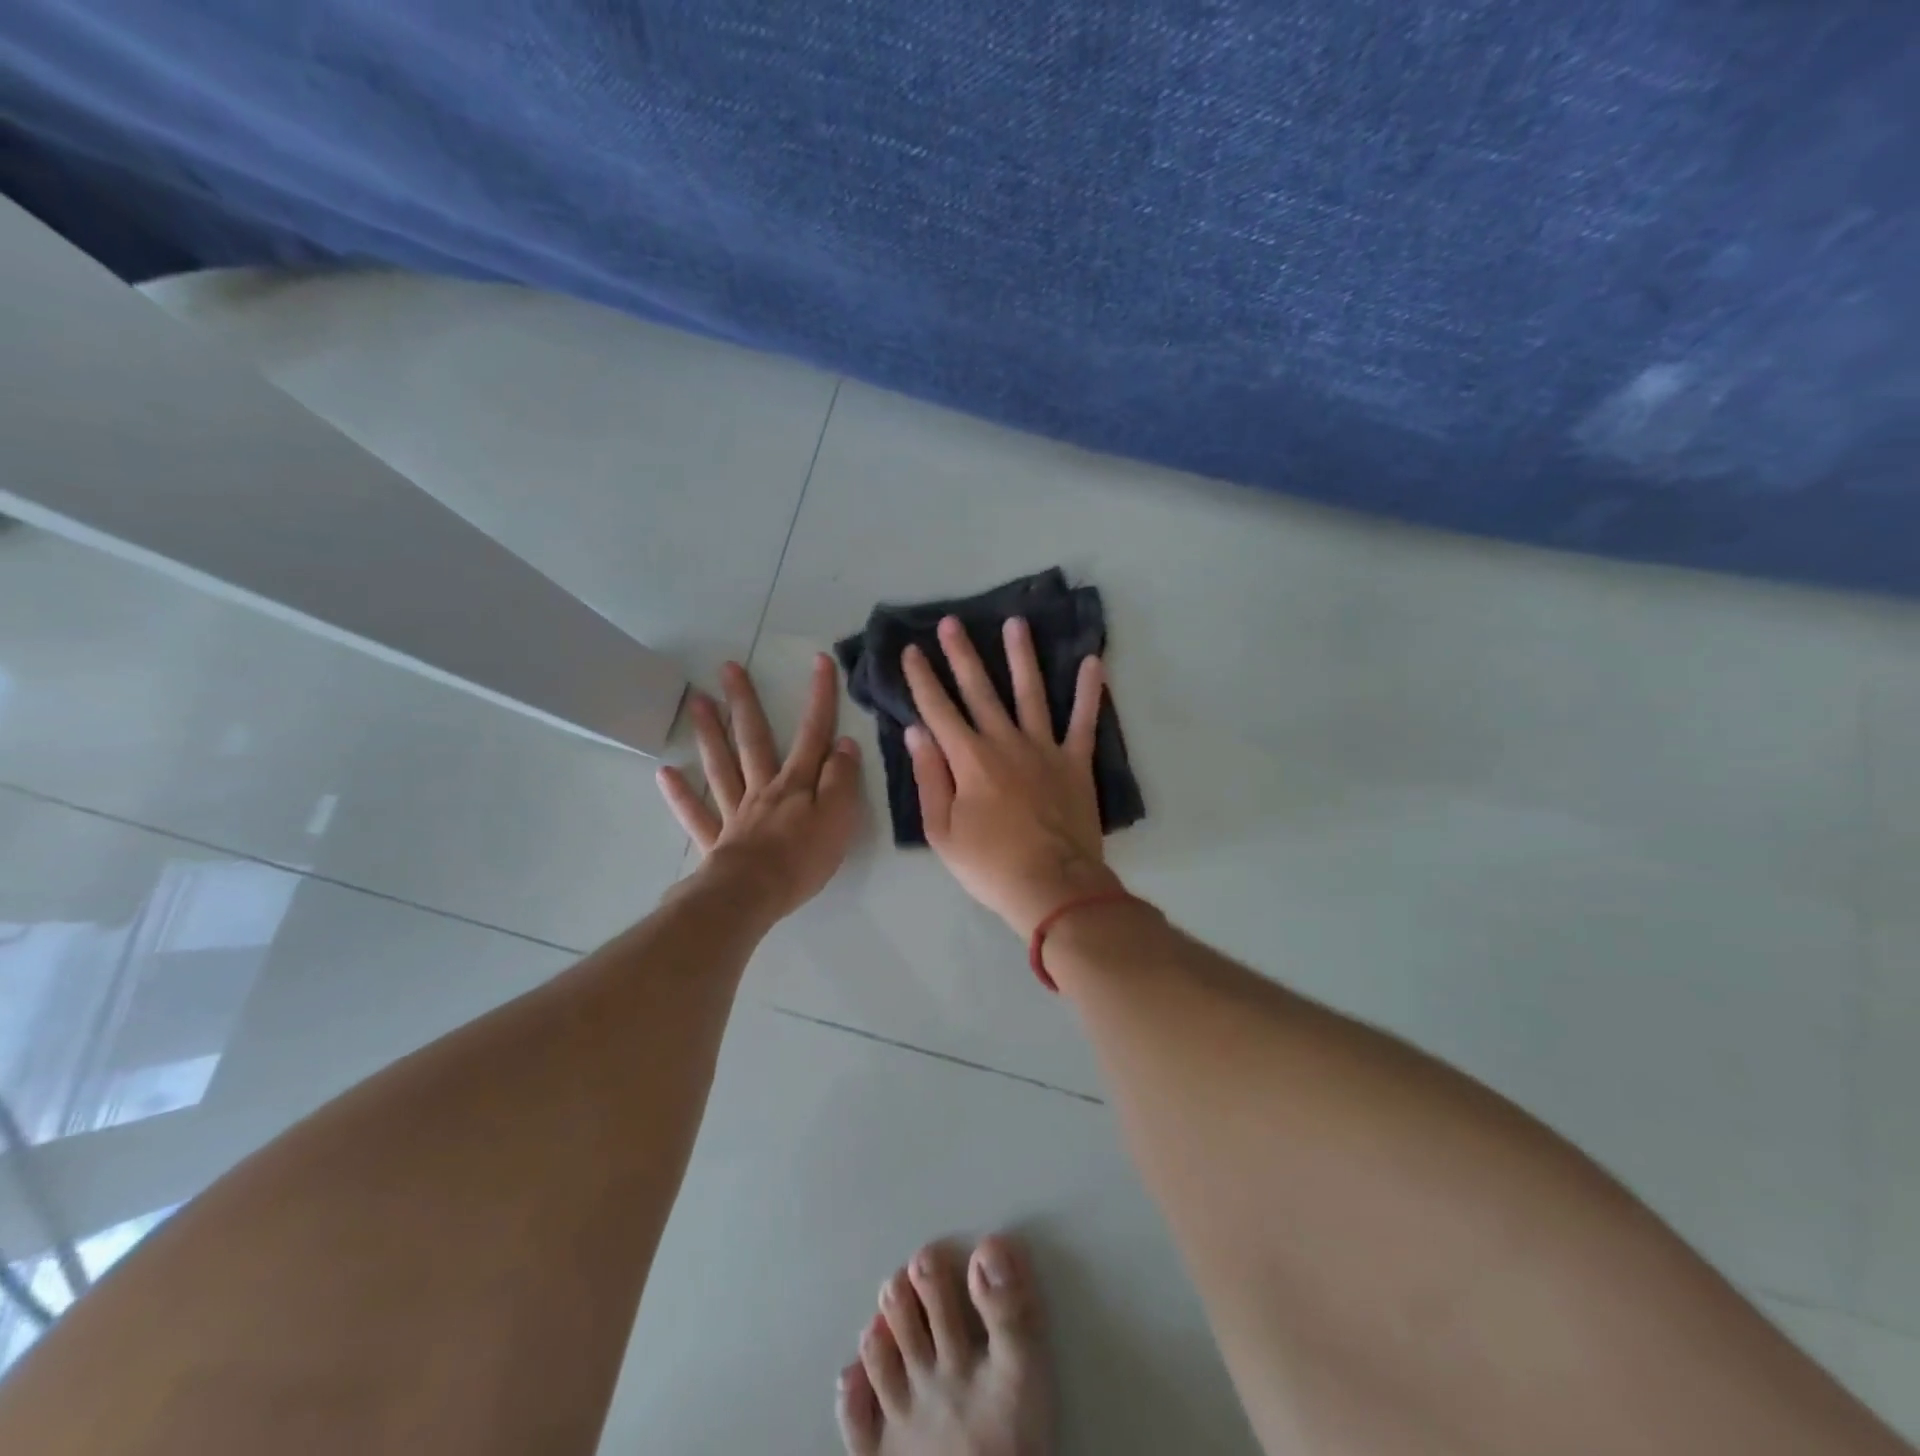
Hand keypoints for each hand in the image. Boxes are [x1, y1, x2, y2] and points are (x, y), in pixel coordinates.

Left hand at [656, 654, 863, 922]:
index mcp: (795, 784)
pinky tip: (665, 773)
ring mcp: (735, 813)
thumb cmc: (802, 858)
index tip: (819, 661)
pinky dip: (681, 794)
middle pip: (753, 739)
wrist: (753, 895)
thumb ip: (841, 780)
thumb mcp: (838, 817)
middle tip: (728, 668)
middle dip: (745, 702)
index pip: (813, 734)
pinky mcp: (716, 840)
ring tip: (697, 701)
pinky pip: (696, 814)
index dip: (819, 698)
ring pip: (721, 766)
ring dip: (709, 733)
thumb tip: (844, 743)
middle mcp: (762, 789)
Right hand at [902, 615, 1123, 938]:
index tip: (912, 650)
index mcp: (969, 759)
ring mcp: (1044, 749)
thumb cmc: (990, 865)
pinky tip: (1093, 661)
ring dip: (1021, 656)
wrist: (1052, 886)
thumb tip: (917, 731)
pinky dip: (1089, 691)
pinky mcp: (1076, 762)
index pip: (938, 710)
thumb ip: (929, 777)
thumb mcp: (942, 830)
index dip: (922, 679)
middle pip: (979, 690)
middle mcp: (1005, 742)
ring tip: (1015, 623)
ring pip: (1030, 692)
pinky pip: (1084, 720)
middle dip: (962, 655)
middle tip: (951, 622)